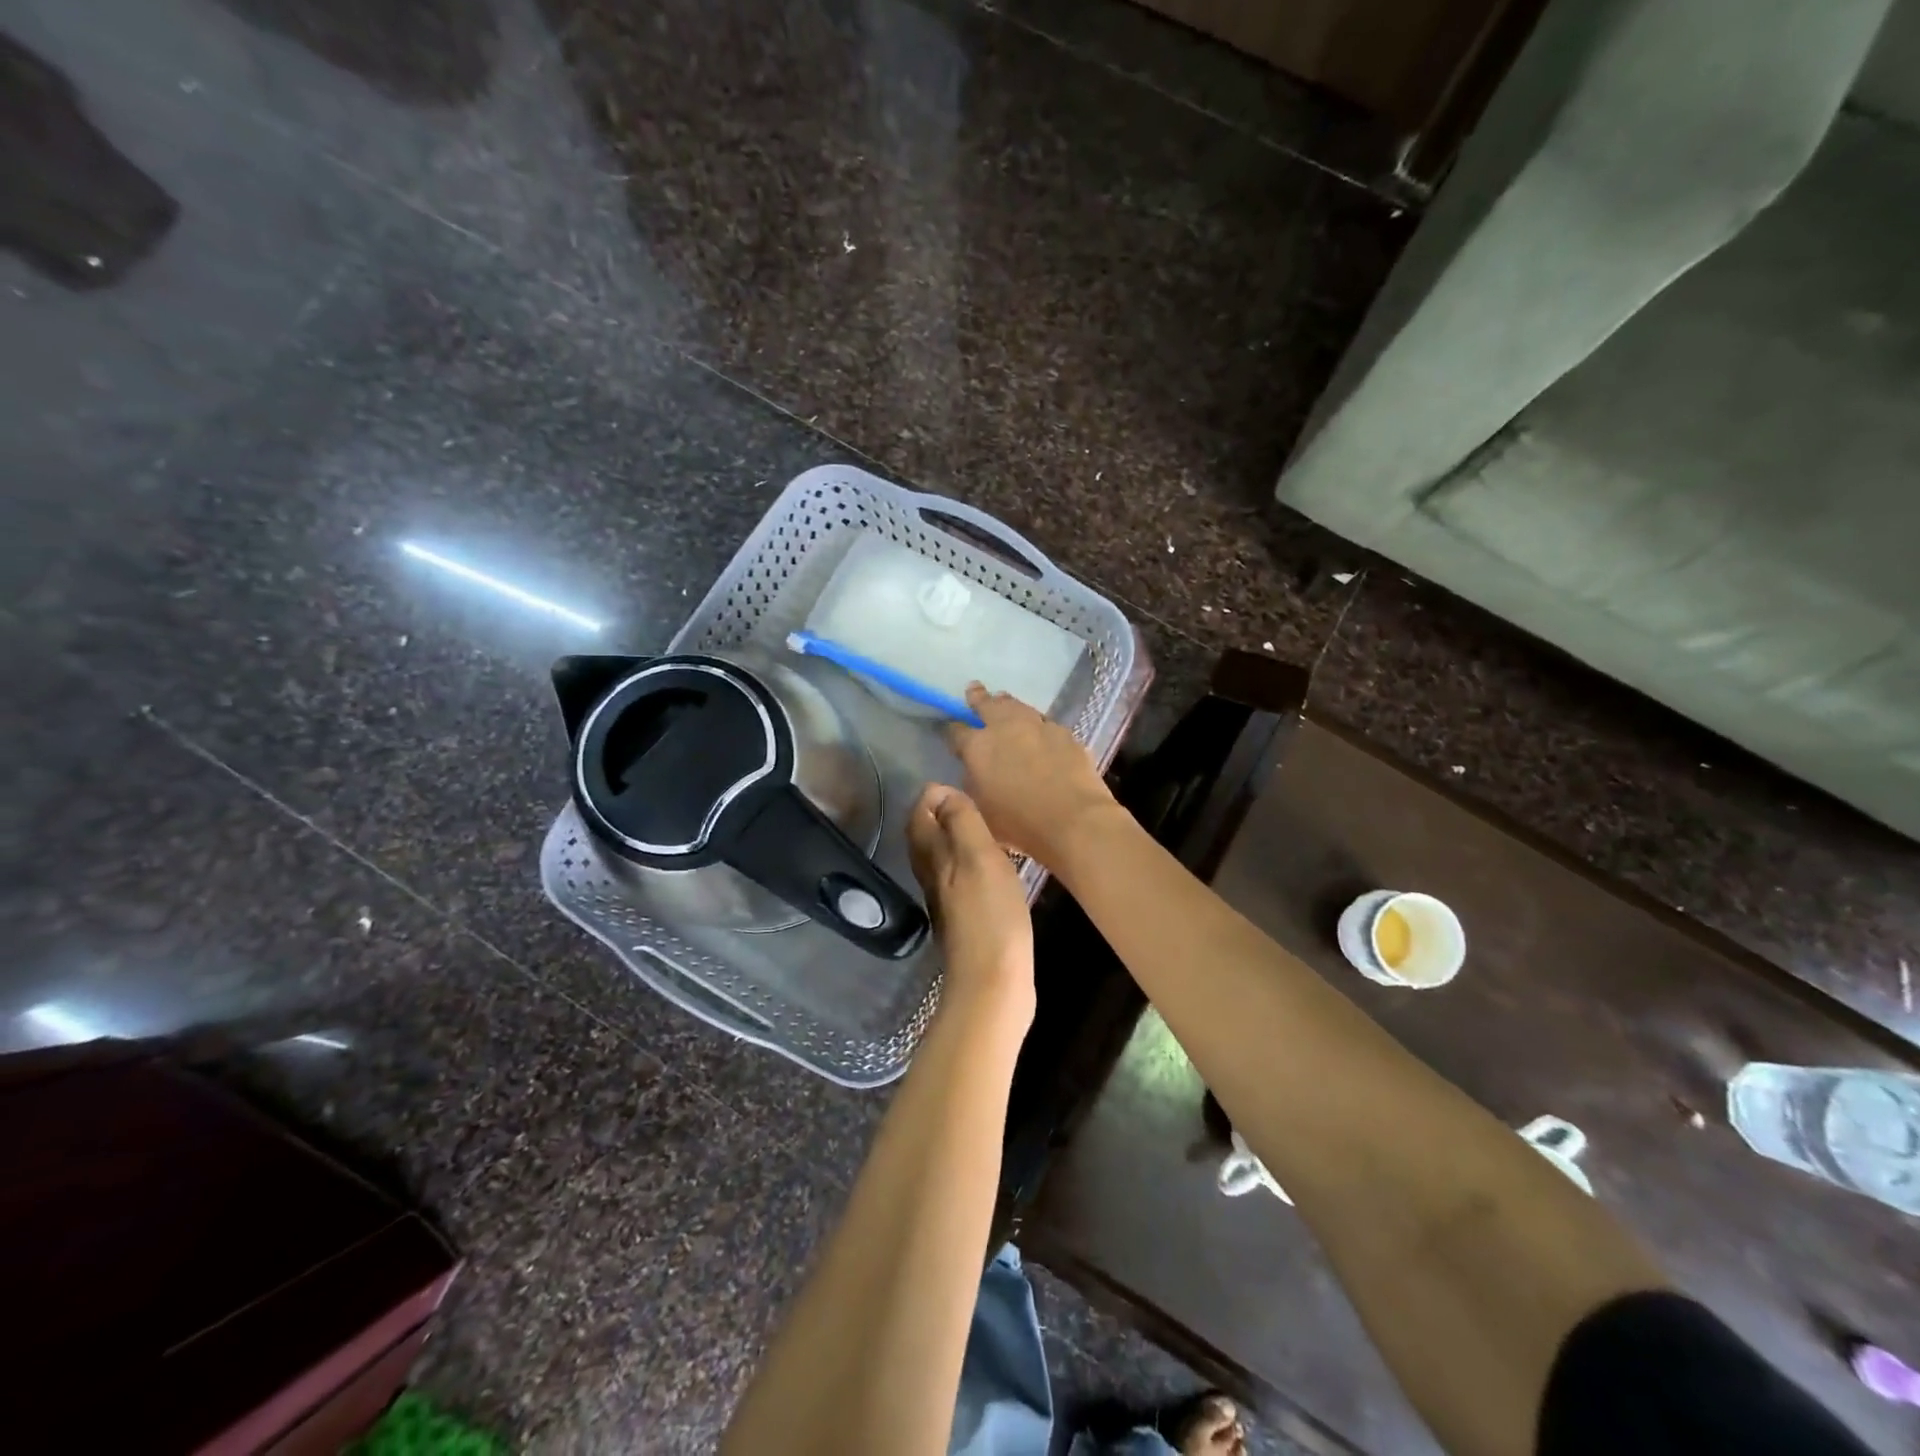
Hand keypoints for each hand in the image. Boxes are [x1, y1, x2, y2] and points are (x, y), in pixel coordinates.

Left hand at [906, 782, 1033, 1024]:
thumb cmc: (989, 912)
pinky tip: (992, 866)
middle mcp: (930, 874)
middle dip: (942, 813)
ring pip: (943, 857)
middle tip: (972, 800)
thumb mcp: (978, 855)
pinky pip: (960, 877)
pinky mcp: (964, 918)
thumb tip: (941, 791)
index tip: (961, 784)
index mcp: (930, 855)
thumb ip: (960, 820)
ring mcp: (946, 899)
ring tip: (985, 827)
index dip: (935, 794)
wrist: (993, 979)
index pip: (919, 813)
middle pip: (927, 835)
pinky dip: (970, 862)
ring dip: (957, 837)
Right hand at [944, 684, 1117, 868]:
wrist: (1072, 819)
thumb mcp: (980, 810)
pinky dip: (1036, 722)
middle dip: (978, 697)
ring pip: (1017, 705)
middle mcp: (1004, 727)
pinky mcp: (1063, 732)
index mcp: (977, 747)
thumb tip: (972, 772)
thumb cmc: (1018, 824)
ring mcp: (1037, 726)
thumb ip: (972, 785)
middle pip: (987, 704)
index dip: (951, 730)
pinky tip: (1038, 728)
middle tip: (974, 689)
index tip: (951, 731)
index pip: (956, 731)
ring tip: (1003, 700)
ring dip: (1007, 703)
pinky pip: (1044, 721)